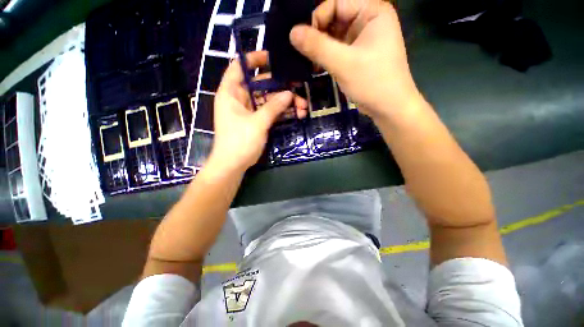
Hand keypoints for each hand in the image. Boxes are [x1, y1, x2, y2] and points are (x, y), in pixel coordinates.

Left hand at [207, 51, 307, 173]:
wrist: (233, 165)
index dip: (254, 59)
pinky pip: (271, 112)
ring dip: (285, 103)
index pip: (240, 67)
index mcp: (231, 93)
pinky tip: (296, 114)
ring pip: (269, 100)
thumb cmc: (239, 142)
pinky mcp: (257, 121)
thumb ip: (273, 107)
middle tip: (299, 89)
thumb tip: (289, 93)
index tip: (273, 58)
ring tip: (303, 107)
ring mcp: (249, 111)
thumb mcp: (257, 123)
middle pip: (261, 85)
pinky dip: (282, 113)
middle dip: (281, 88)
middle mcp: (240, 98)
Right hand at [289, 0, 422, 120]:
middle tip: (303, 54)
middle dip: (317, 36)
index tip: (304, 42)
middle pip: (334, 18)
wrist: (389, 108)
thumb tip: (292, 32)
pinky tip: (316, 67)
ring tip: (308, 63)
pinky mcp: (357, 55)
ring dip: (319, 48)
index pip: (335, 3)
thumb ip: (317, 47)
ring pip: (334, 36)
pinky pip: (337, 49)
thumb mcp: (343, 63)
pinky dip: (326, 57)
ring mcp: (362, 38)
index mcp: (372, 11)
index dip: (317, 19)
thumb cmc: (372, 82)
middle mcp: (368, 20)